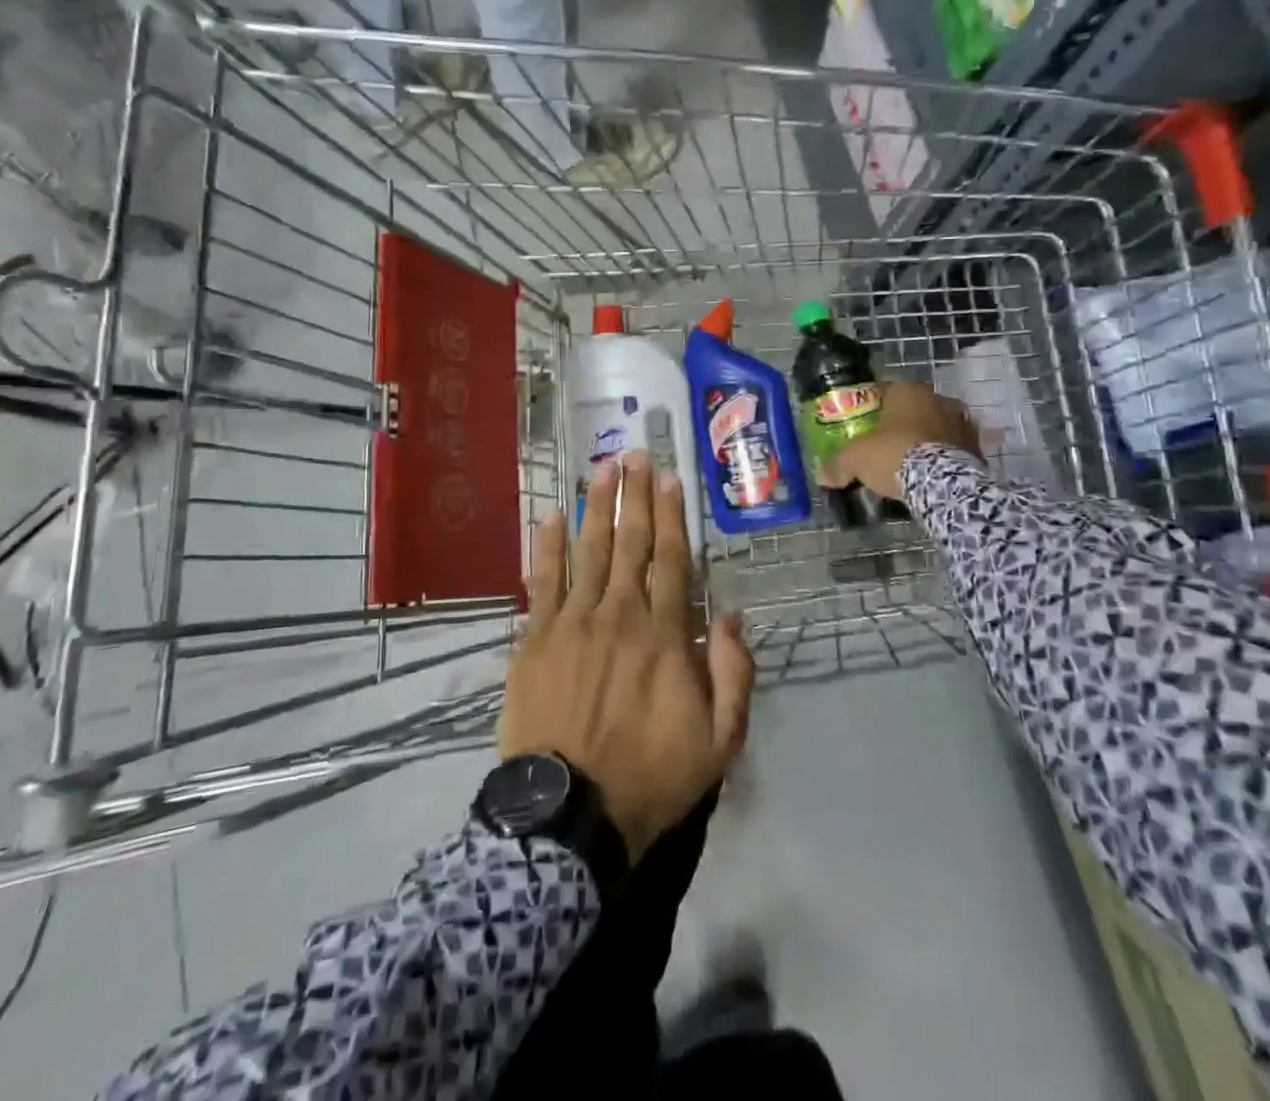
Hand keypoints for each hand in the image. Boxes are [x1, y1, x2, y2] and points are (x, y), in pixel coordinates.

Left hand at [499, 450, 755, 862]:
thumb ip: (733, 674)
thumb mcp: (719, 742)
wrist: (568, 814)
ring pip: (589, 550)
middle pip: (630, 542)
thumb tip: (734, 615)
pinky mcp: (535, 638)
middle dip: (634, 495)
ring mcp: (572, 622)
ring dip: (597, 506)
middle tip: (635, 453)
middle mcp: (619, 614)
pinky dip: (548, 546)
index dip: (672, 515)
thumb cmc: (649, 777)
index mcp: (664, 634)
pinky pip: (542, 581)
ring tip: (602, 468)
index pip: (672, 559)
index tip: (670, 478)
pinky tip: (552, 515)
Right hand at [820, 382, 981, 502]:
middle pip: (914, 409)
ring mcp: (962, 422)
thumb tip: (821, 475)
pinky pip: (954, 449)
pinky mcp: (978, 448)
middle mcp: (939, 399)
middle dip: (902, 424)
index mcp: (908, 391)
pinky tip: (931, 475)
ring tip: (910, 463)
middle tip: (886, 446)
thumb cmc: (894, 455)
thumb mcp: (855, 459)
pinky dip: (943, 458)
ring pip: (937, 427)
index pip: (886, 391)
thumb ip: (837, 464)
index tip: (864, 427)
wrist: (942, 483)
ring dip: (926, 439)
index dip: (873, 409)